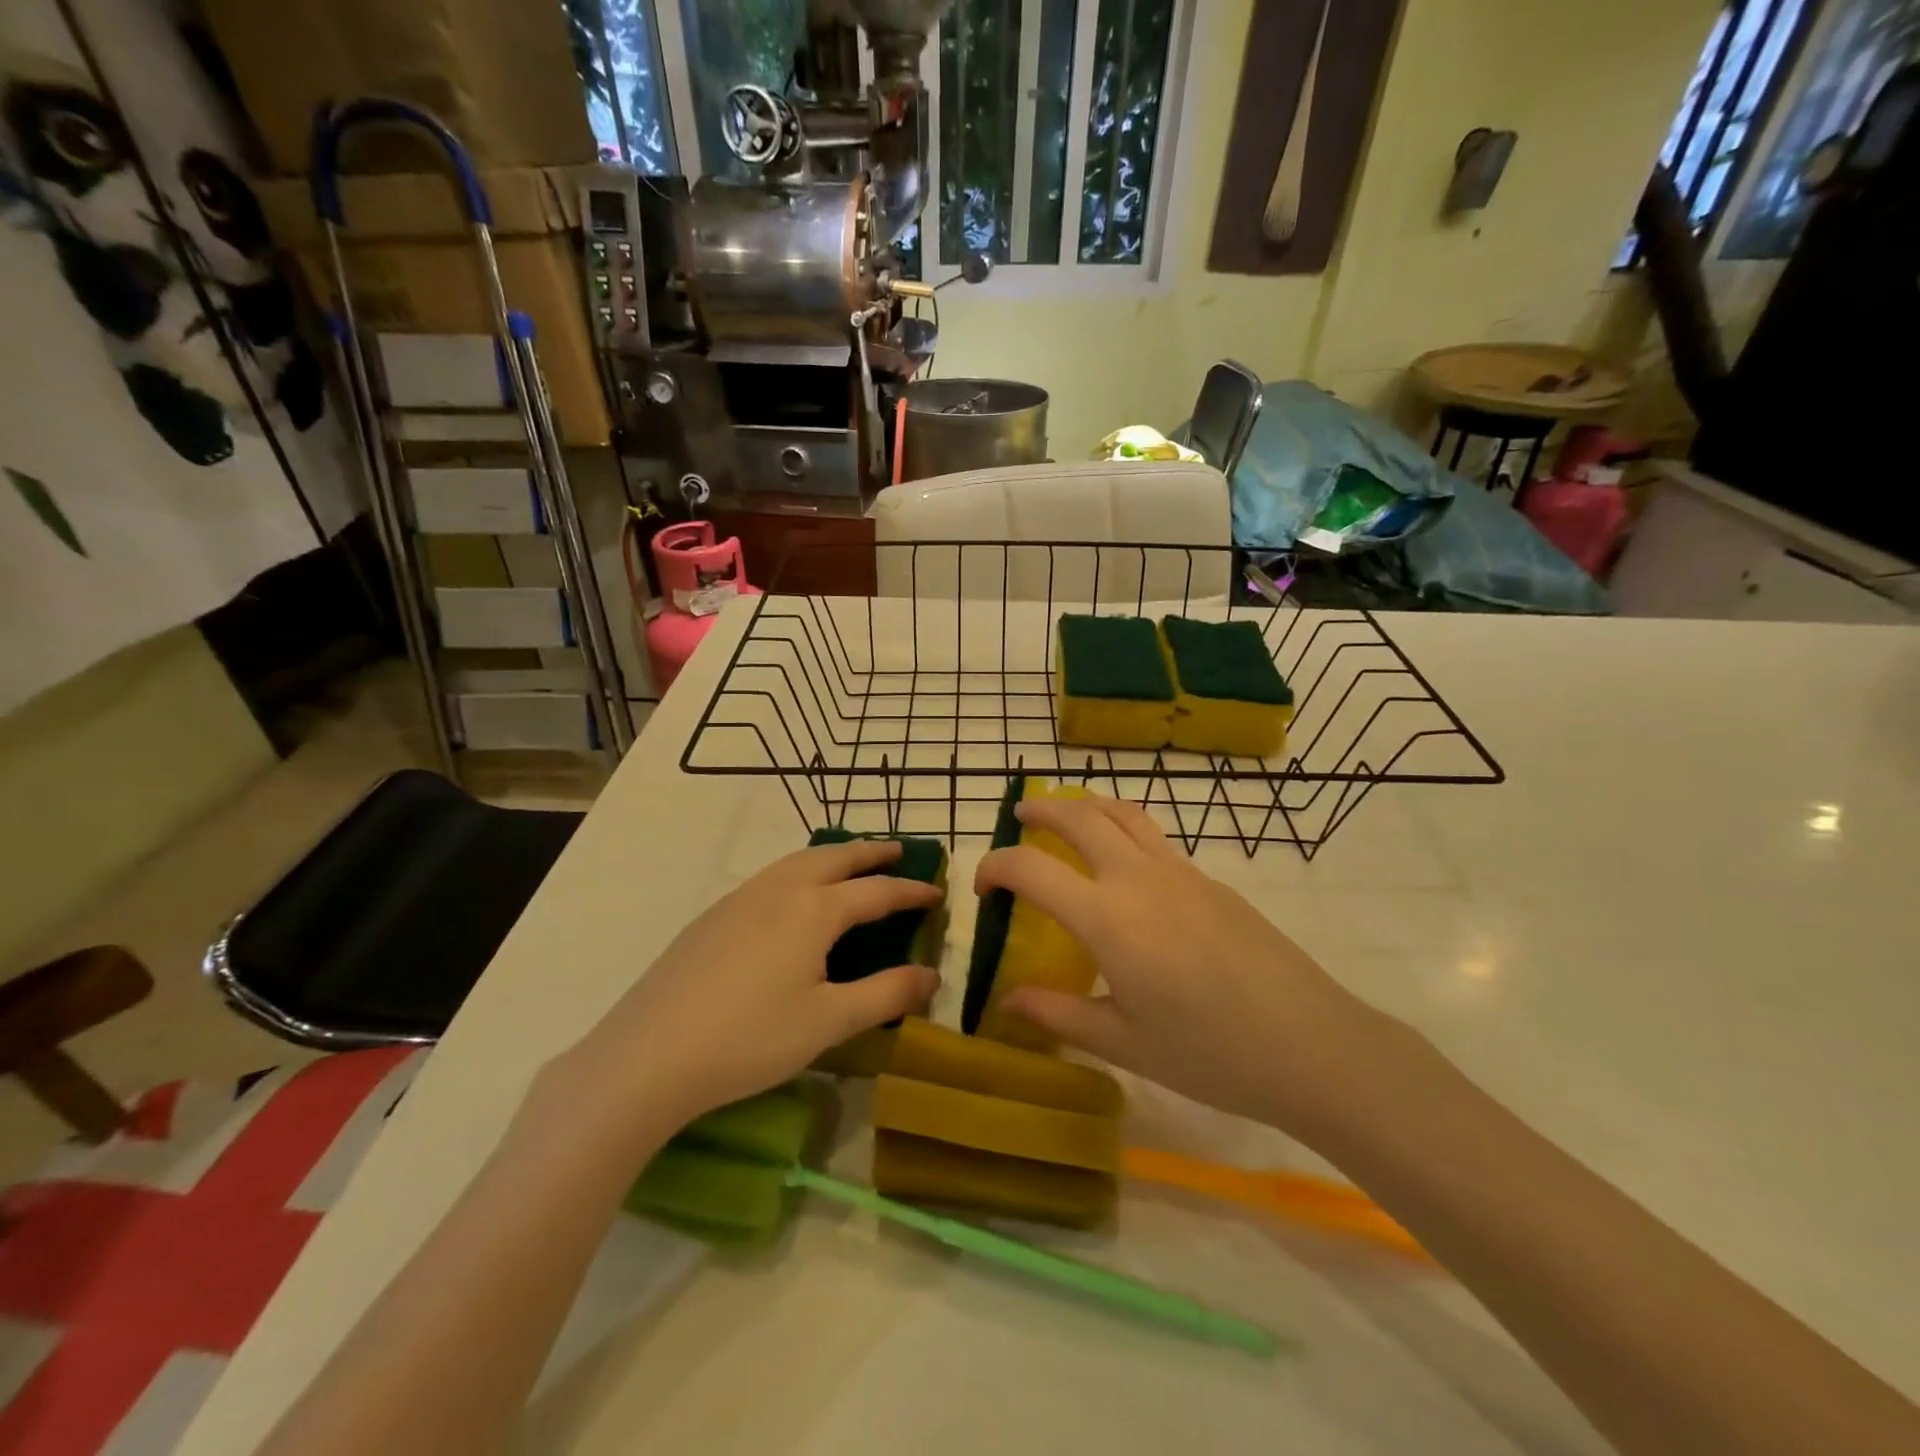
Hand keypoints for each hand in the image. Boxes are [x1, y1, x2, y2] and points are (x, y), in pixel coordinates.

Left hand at [575, 840, 940, 1126]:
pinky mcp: (712, 917)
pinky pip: (770, 877)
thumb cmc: (750, 1039)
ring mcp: (740, 899)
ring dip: (832, 856)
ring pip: (797, 861)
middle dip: (870, 852)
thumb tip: (931, 975)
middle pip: (834, 858)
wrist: (648, 1055)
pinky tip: (793, 897)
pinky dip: (799, 871)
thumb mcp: (829, 1022)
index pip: (876, 891)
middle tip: (898, 850)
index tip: (936, 890)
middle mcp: (779, 890)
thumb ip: (886, 995)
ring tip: (850, 863)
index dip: (910, 891)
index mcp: (814, 910)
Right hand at [976, 794, 1381, 1139]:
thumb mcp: (1123, 1043)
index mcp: (1107, 918)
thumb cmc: (1209, 1053)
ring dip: (1087, 806)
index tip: (983, 888)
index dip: (994, 867)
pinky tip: (1127, 868)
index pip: (1031, 869)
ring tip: (1068, 814)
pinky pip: (1156, 839)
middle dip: (1041, 810)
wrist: (1312, 1045)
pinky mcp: (1213, 882)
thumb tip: (1009, 1000)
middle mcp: (1139, 878)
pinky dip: (1125, 830)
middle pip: (1080, 817)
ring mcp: (1181, 873)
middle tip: (1019, 816)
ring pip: (1125, 814)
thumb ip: (1059, 1014)